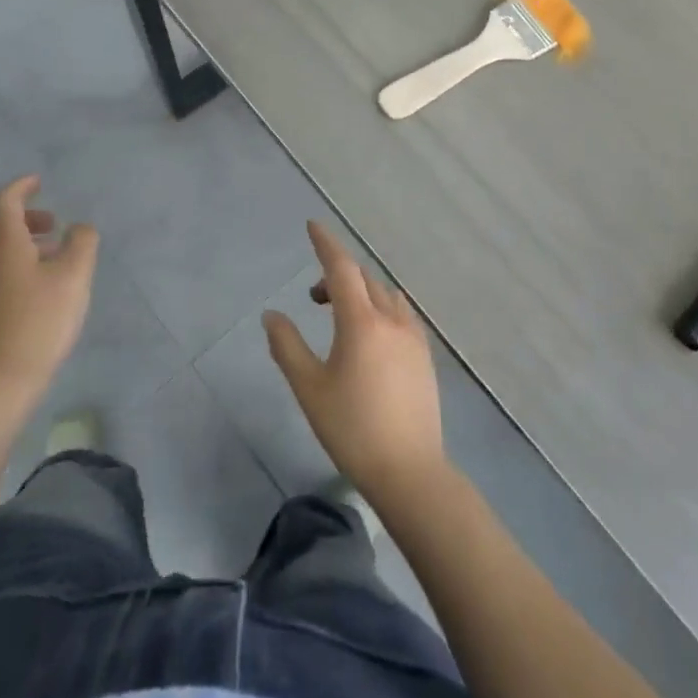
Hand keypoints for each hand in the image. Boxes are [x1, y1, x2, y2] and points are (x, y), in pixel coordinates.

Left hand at [0, 176, 98, 406]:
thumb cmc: (41, 319)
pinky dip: (18, 256)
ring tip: (55, 249)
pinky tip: (43, 278)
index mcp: (3, 241)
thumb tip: (80, 228)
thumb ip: (82, 242)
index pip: (4, 200)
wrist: (3, 377)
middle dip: (23, 212)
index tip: (40, 181)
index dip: (22, 186)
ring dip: (22, 236)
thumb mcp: (74, 275)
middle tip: (52, 219)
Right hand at [264, 222, 445, 505]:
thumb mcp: (309, 388)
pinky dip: (381, 308)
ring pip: (385, 295)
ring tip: (340, 317)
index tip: (312, 225)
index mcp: (361, 322)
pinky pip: (401, 314)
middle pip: (364, 279)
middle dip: (337, 275)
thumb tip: (272, 315)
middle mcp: (392, 320)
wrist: (409, 471)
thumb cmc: (351, 429)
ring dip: (361, 291)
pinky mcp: (425, 357)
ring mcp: (414, 338)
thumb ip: (287, 346)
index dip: (325, 244)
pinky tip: (371, 336)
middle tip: (313, 298)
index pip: (341, 268)